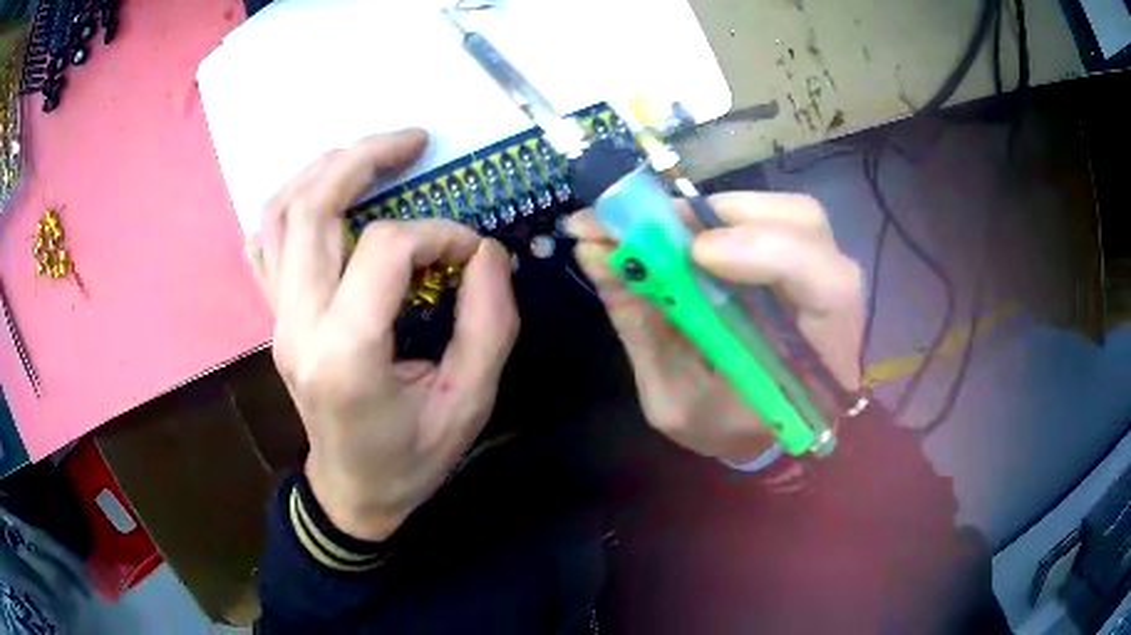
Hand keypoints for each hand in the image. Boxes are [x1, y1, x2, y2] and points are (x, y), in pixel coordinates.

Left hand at [248, 129, 518, 540]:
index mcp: (346, 353)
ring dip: (324, 170)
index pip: (387, 249)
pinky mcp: (275, 318)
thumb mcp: (470, 404)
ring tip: (370, 153)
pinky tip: (322, 195)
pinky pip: (265, 243)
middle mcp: (298, 325)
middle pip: (314, 208)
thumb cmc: (412, 459)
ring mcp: (277, 319)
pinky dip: (290, 204)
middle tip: (414, 141)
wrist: (353, 492)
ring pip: (280, 214)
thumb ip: (488, 323)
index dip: (440, 234)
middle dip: (366, 158)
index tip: (472, 251)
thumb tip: (484, 252)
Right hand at [566, 192, 862, 463]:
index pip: (830, 287)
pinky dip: (712, 216)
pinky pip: (764, 216)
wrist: (752, 433)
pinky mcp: (797, 256)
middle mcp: (835, 306)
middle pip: (806, 225)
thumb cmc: (721, 428)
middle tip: (650, 227)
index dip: (771, 251)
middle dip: (725, 216)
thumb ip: (640, 326)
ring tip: (655, 231)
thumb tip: (594, 249)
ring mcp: (819, 272)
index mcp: (822, 365)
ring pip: (784, 210)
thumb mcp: (673, 398)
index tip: (698, 254)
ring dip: (714, 211)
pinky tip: (675, 233)